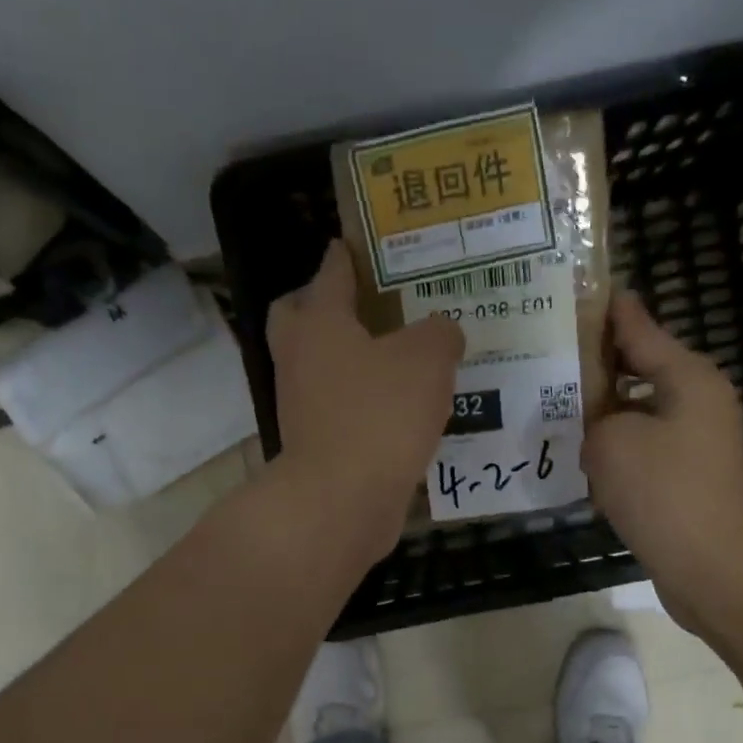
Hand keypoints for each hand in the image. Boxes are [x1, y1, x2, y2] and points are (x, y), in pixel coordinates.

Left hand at [268, 240, 463, 564]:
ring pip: (319, 364)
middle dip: (325, 304)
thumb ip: (440, 334)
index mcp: (319, 322)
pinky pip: (338, 407)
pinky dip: (361, 401)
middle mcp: (300, 357)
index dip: (348, 254)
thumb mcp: (427, 360)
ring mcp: (301, 404)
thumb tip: (443, 332)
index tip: (360, 242)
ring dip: (349, 357)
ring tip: (399, 356)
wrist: (342, 500)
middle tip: (369, 304)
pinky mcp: (316, 443)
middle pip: (299, 315)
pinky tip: (400, 407)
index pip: (331, 272)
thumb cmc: (379, 414)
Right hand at [583, 292, 742, 629]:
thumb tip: (601, 429)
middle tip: (552, 358)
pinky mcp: (689, 479)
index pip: (640, 328)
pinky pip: (645, 450)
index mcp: (688, 378)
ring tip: (557, 409)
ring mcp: (697, 443)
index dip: (609, 311)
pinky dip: (618, 451)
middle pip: (641, 370)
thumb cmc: (664, 493)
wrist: (713, 568)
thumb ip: (596, 417)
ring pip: (640, 414)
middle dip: (599, 366)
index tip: (582, 291)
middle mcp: (698, 402)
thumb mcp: (612, 442)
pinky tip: (583, 459)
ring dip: (605, 414)